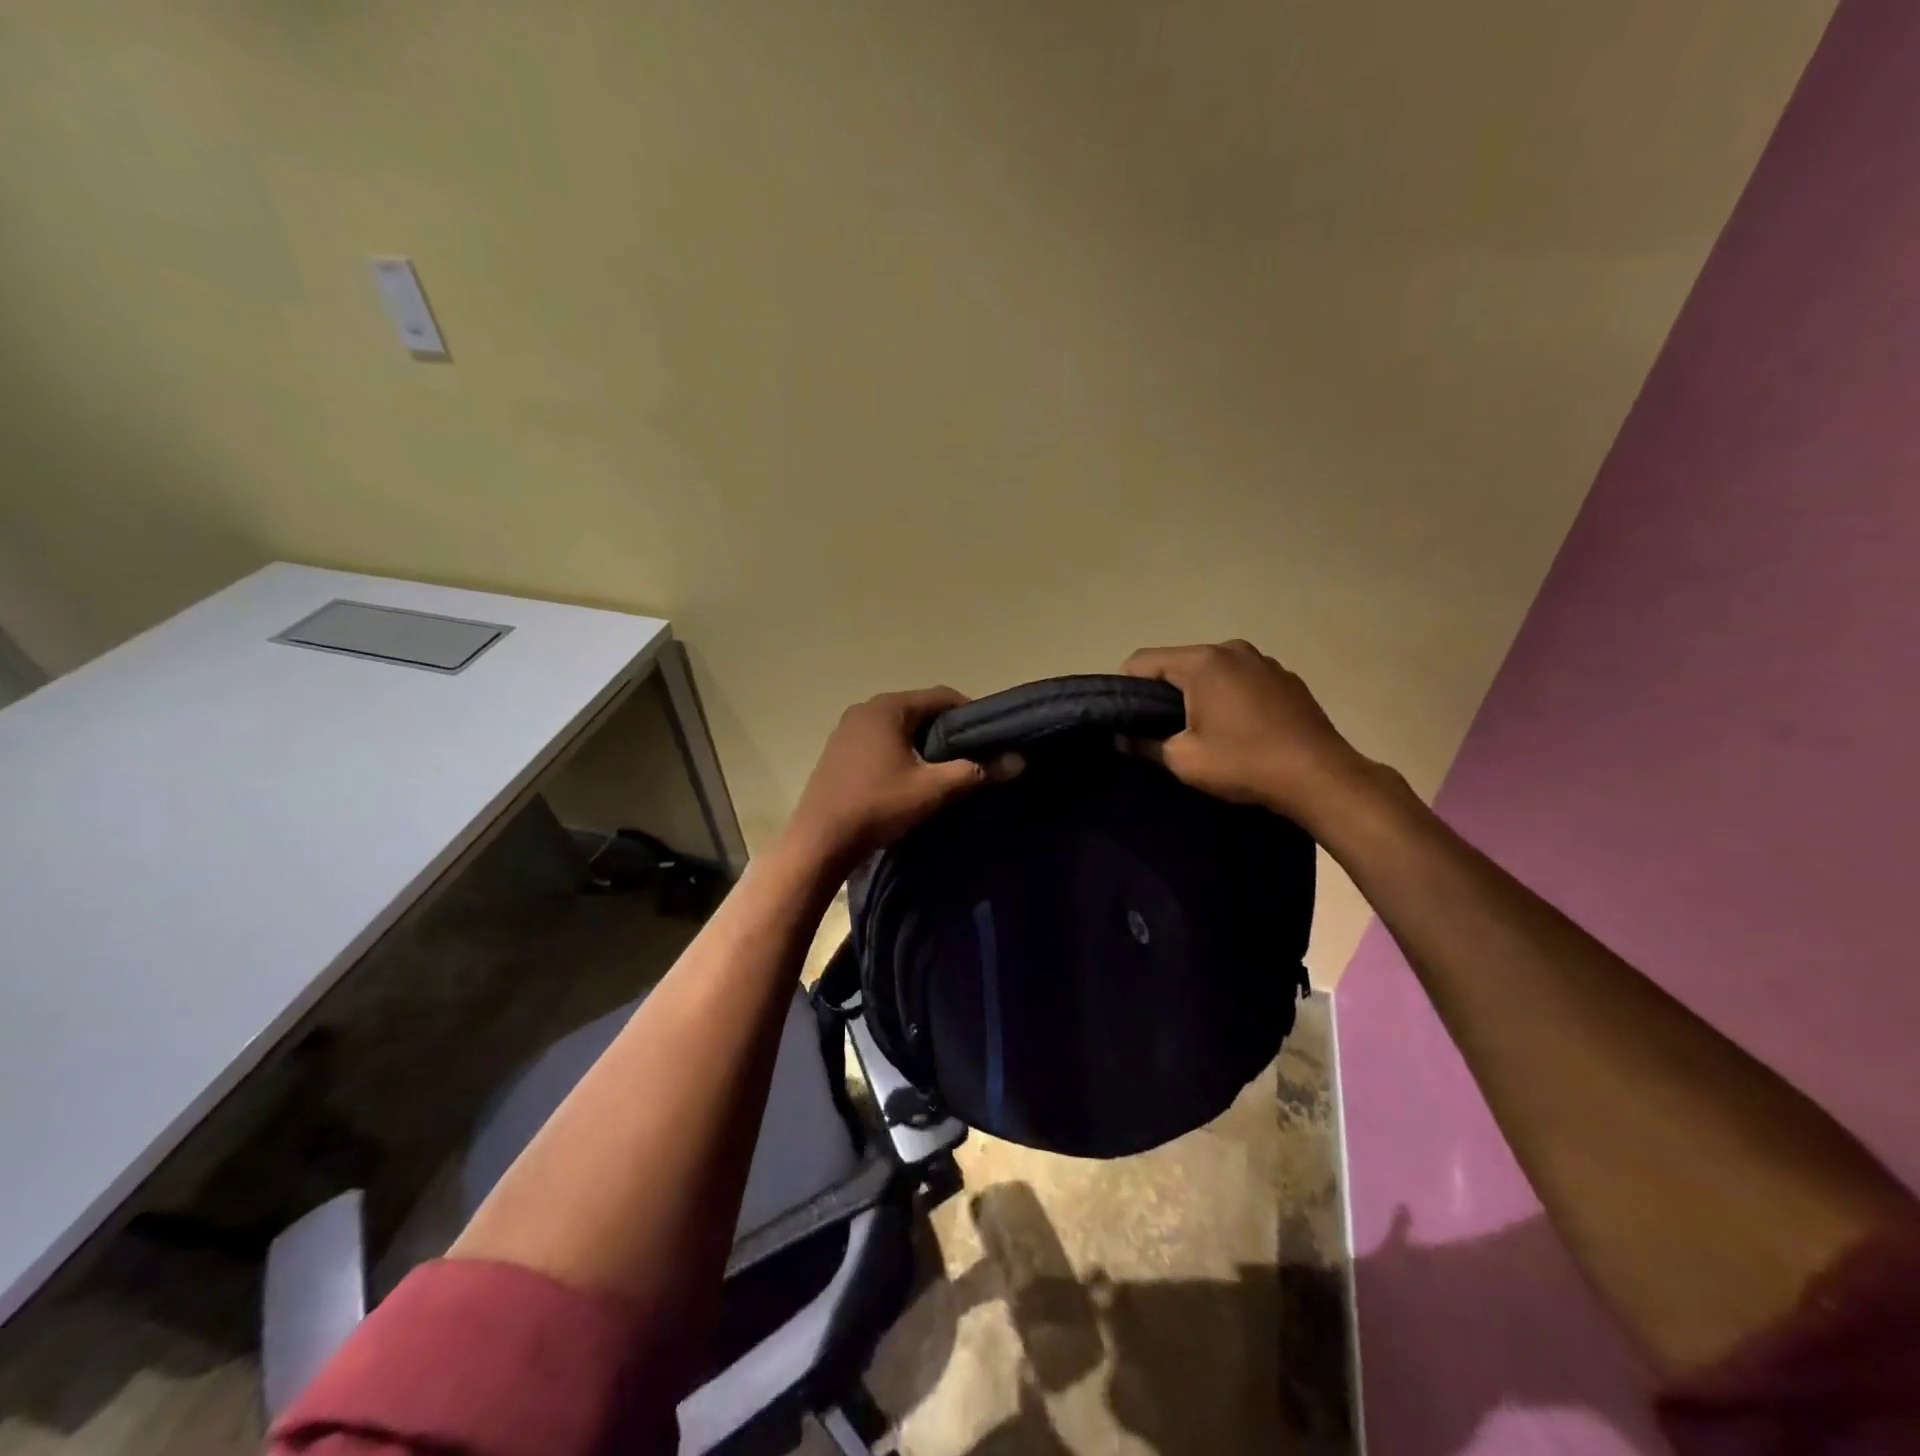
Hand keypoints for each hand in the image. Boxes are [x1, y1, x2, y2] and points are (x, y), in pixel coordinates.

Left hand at [785, 687, 1015, 870]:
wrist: (820, 841)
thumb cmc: (878, 806)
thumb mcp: (933, 789)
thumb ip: (976, 771)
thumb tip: (1019, 760)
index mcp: (888, 708)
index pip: (941, 696)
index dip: (971, 714)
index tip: (990, 738)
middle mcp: (865, 709)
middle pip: (920, 710)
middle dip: (947, 730)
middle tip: (971, 756)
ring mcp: (847, 729)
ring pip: (899, 727)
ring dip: (923, 742)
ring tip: (944, 769)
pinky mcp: (839, 751)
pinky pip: (880, 740)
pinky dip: (901, 751)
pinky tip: (909, 777)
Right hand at [1121, 640, 1371, 827]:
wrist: (1321, 777)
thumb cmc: (1244, 762)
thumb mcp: (1183, 760)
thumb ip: (1144, 743)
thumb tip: (1124, 737)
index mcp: (1203, 661)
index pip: (1142, 661)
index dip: (1125, 687)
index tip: (1126, 718)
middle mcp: (1233, 649)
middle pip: (1179, 663)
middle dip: (1163, 692)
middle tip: (1160, 729)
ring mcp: (1264, 661)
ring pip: (1213, 671)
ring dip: (1199, 694)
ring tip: (1202, 731)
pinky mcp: (1287, 679)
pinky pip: (1242, 680)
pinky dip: (1230, 697)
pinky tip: (1239, 730)